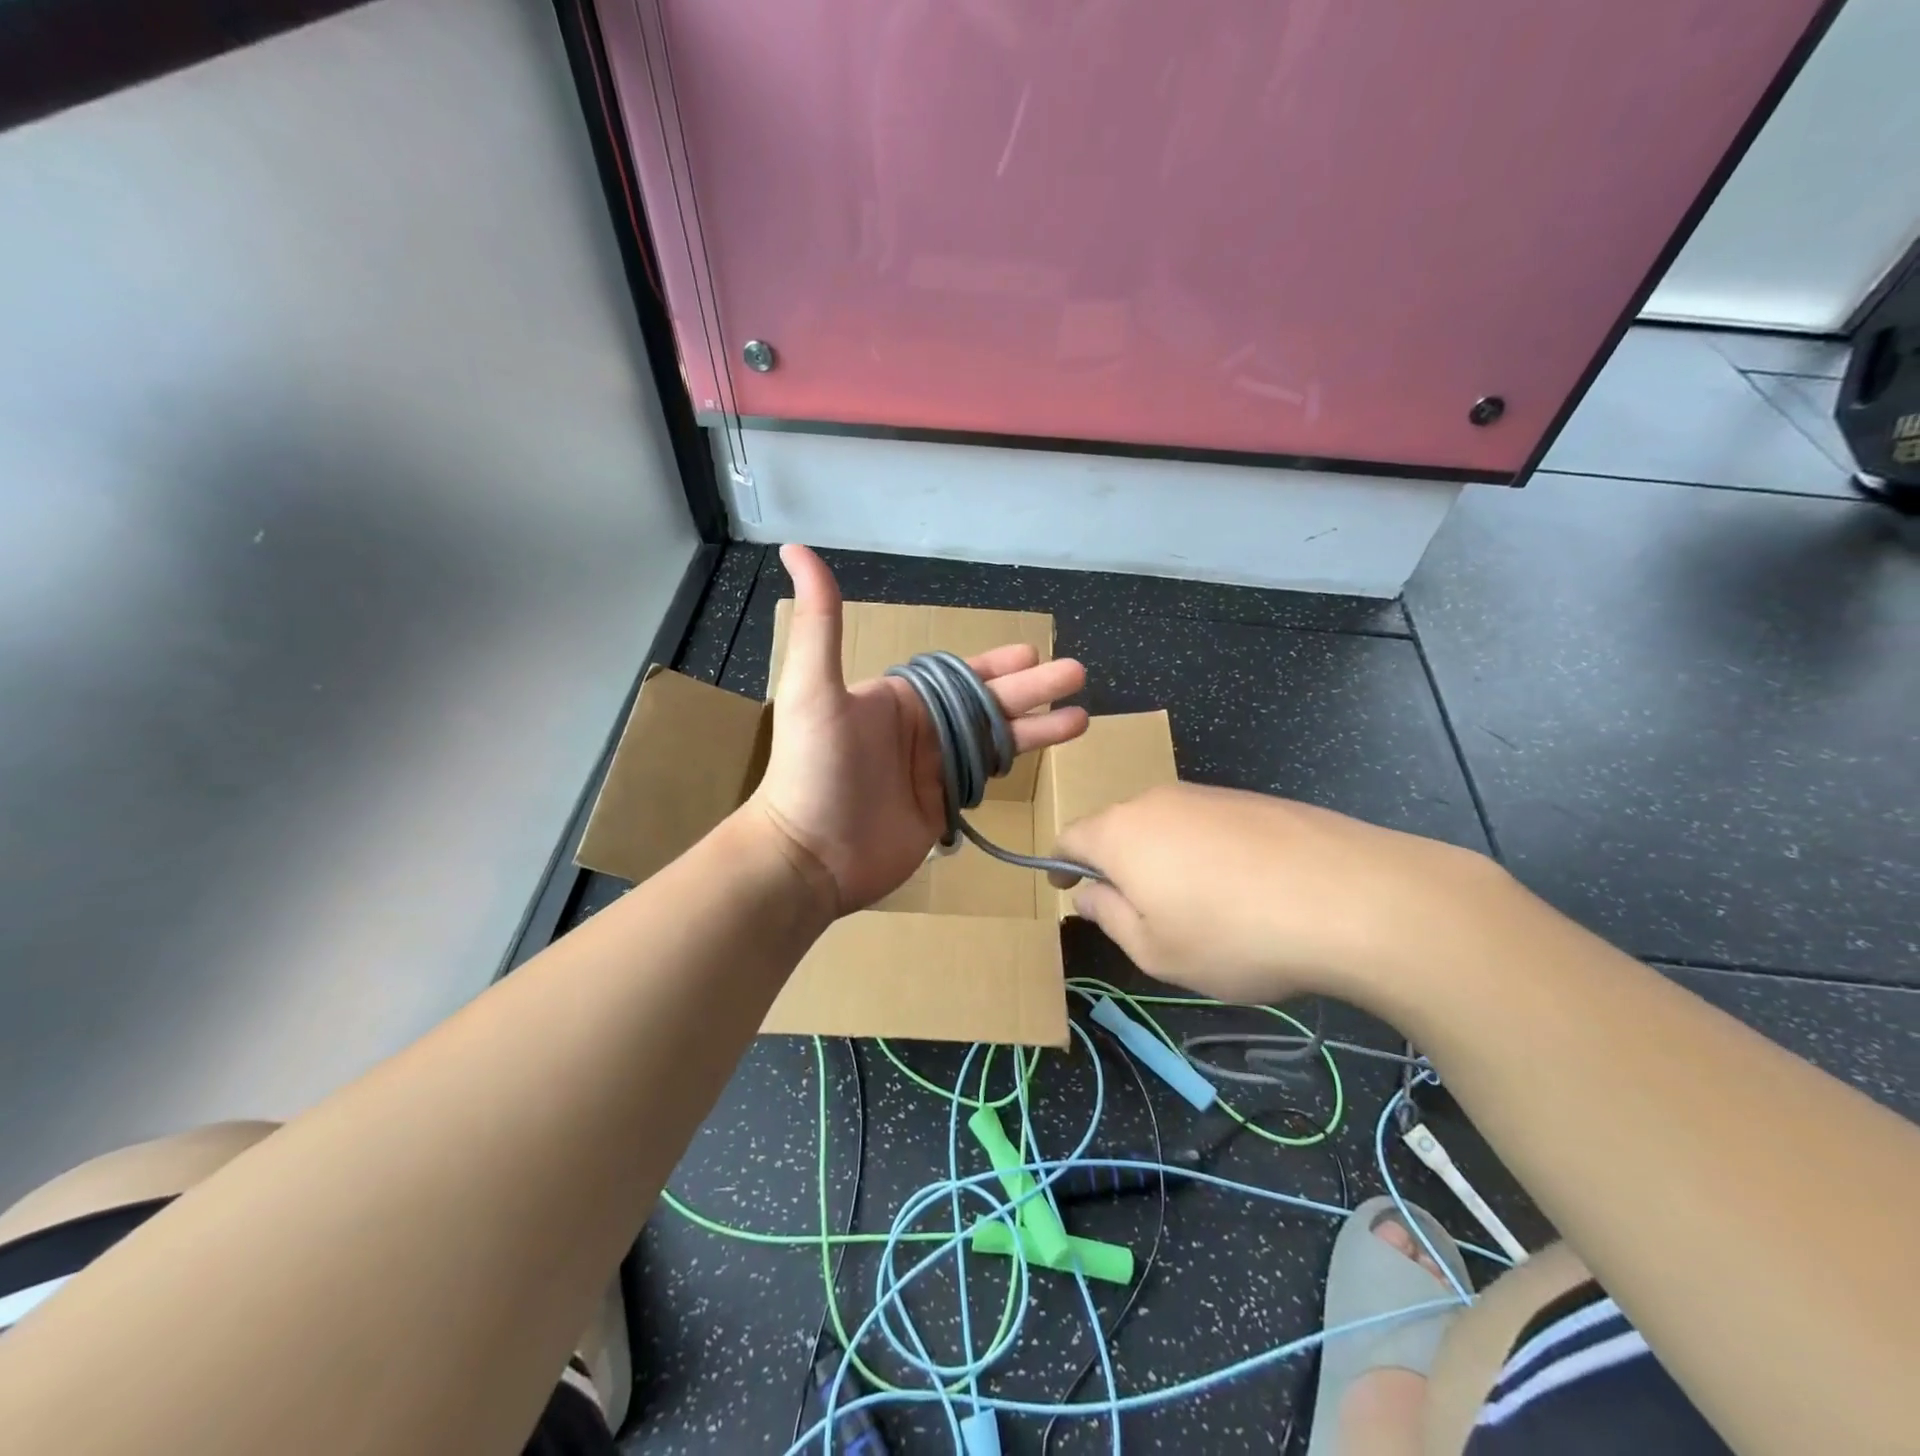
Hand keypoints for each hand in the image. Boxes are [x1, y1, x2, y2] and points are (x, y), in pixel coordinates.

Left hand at [745, 545, 1089, 915]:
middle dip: (1032, 689)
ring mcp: (932, 771)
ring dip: (1037, 728)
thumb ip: (821, 621)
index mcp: (898, 700)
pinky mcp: (941, 808)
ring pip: (995, 741)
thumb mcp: (814, 688)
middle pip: (987, 704)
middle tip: (1077, 673)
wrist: (810, 856)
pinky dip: (1015, 766)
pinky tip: (1044, 757)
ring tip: (1081, 718)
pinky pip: (986, 780)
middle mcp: (920, 731)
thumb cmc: (813, 769)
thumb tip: (797, 548)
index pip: (958, 675)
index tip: (1031, 653)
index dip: (996, 665)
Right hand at [1054, 783, 1510, 1006]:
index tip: (1067, 890)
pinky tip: (1244, 891)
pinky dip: (1206, 854)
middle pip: (1118, 828)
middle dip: (1116, 865)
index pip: (1069, 838)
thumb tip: (1088, 893)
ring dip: (1164, 860)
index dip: (1061, 865)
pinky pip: (1209, 826)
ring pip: (1166, 827)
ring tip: (1198, 908)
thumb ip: (1109, 917)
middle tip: (1137, 912)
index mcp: (1121, 833)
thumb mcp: (1156, 951)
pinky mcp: (1254, 801)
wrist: (1354, 898)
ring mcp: (1209, 795)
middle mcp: (1157, 801)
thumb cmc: (1234, 935)